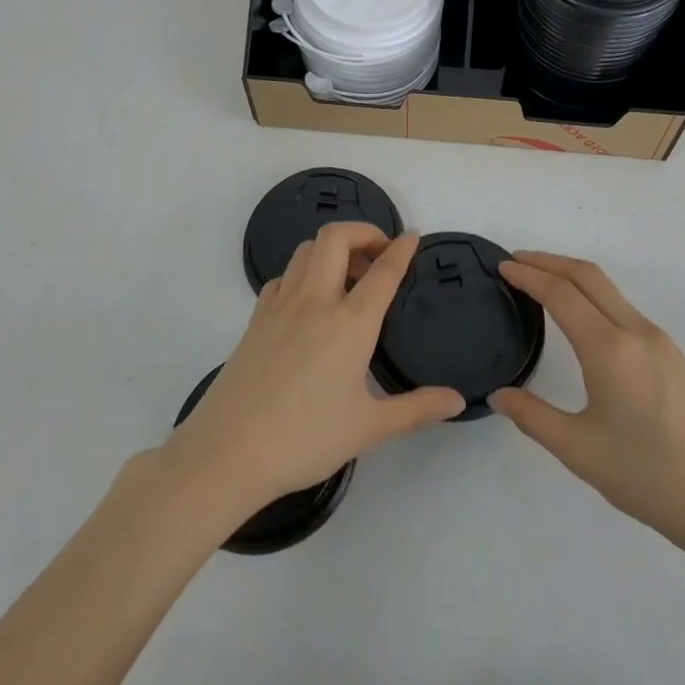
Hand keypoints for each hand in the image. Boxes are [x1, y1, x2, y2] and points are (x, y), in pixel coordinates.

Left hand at [161, 224, 464, 521]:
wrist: (228, 453)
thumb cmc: (305, 439)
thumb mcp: (369, 428)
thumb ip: (416, 409)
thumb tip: (457, 400)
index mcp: (350, 322)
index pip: (383, 271)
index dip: (401, 248)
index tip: (413, 236)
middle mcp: (315, 301)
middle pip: (336, 237)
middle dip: (363, 232)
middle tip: (378, 254)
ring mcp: (280, 306)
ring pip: (306, 250)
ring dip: (331, 249)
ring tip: (347, 277)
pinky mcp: (255, 320)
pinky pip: (283, 277)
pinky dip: (302, 274)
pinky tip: (308, 303)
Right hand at [492, 253, 684, 560]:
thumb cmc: (648, 477)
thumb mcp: (579, 450)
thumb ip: (533, 417)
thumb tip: (500, 395)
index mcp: (610, 348)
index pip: (561, 294)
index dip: (529, 275)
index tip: (502, 266)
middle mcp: (636, 332)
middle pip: (588, 276)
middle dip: (549, 261)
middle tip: (516, 261)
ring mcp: (660, 342)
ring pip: (609, 291)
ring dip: (573, 277)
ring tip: (542, 285)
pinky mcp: (673, 357)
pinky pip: (624, 310)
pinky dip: (594, 297)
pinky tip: (582, 320)